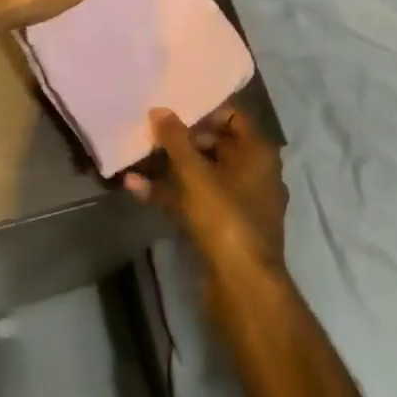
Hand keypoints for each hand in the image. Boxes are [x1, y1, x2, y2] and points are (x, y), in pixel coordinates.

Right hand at [127, 105, 286, 275]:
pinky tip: (138, 189)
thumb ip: (175, 139)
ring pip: (204, 176)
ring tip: (138, 159)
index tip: (173, 114)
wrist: (243, 286)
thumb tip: (160, 109)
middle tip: (152, 136)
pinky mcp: (225, 229)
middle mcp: (255, 173)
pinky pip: (197, 201)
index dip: (204, 112)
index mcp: (258, 153)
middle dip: (182, 141)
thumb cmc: (225, 217)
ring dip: (172, 168)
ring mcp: (241, 203)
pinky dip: (172, 194)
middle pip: (217, 145)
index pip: (234, 116)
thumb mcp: (195, 173)